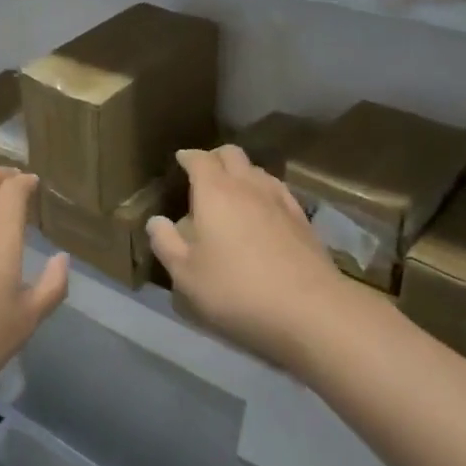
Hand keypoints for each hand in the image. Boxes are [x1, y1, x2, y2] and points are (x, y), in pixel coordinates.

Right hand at [147, 145, 359, 378]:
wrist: (309, 310)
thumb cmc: (236, 290)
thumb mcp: (186, 274)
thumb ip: (166, 243)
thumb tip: (156, 221)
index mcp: (215, 192)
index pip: (200, 159)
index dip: (188, 157)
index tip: (180, 160)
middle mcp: (248, 186)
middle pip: (232, 155)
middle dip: (215, 157)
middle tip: (204, 172)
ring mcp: (280, 200)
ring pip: (258, 171)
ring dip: (242, 173)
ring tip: (232, 191)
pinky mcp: (303, 220)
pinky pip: (278, 191)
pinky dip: (264, 192)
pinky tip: (262, 212)